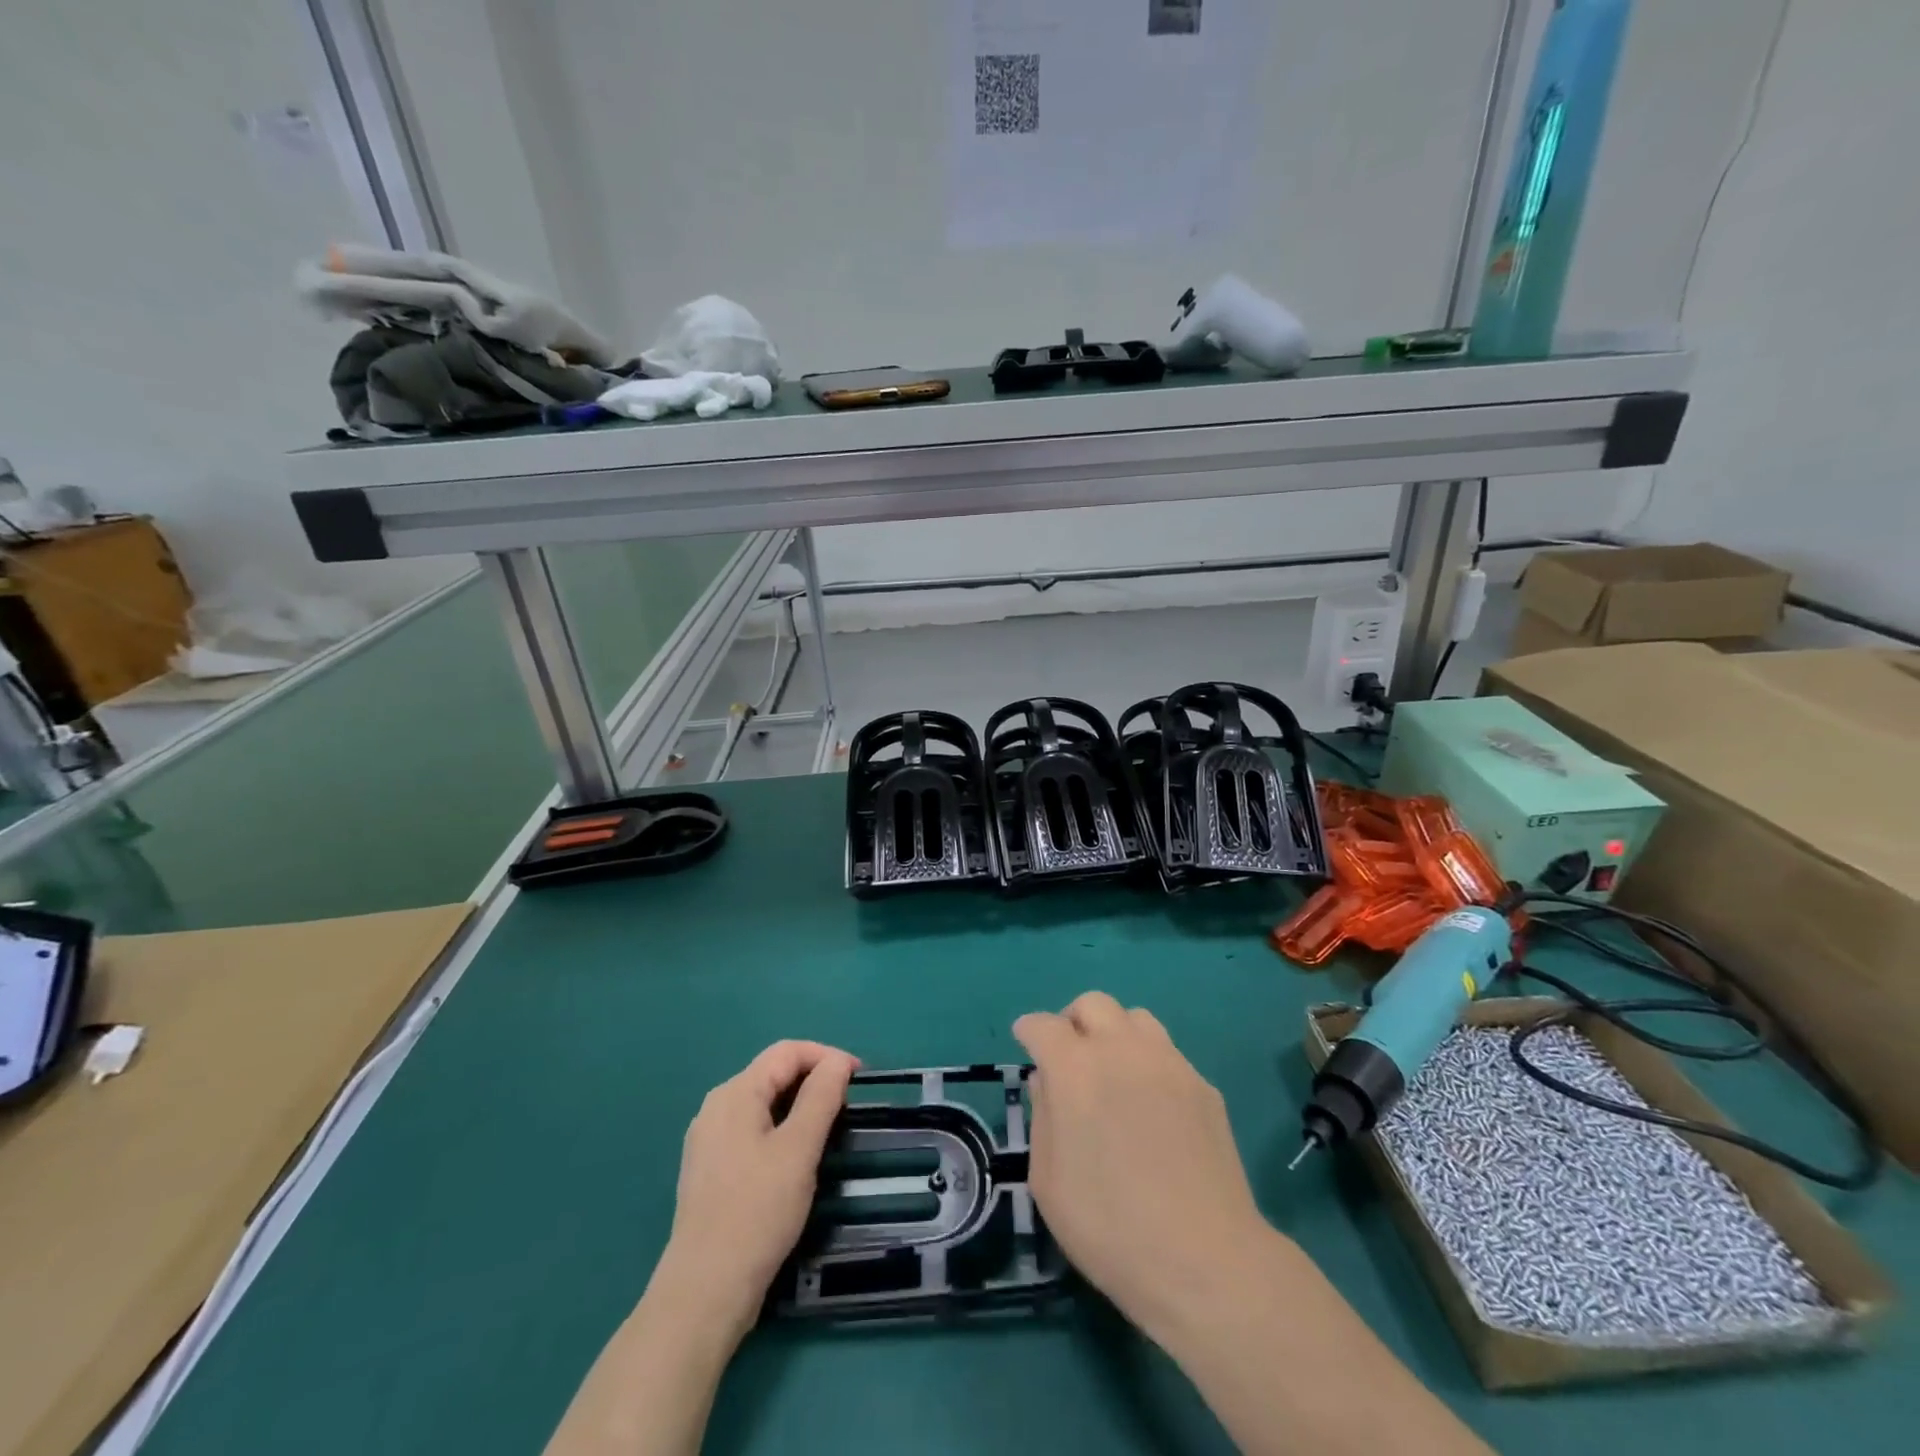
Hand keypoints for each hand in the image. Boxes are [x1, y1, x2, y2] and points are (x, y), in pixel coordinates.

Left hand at [655, 1040, 857, 1335]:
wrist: (704, 1293)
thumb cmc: (757, 1212)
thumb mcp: (799, 1149)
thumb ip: (821, 1097)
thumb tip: (838, 1062)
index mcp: (735, 1093)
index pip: (787, 1052)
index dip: (827, 1056)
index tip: (860, 1078)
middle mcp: (716, 1107)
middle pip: (773, 1073)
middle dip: (814, 1079)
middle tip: (849, 1105)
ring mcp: (708, 1140)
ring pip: (763, 1103)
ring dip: (799, 1106)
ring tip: (829, 1130)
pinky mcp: (710, 1170)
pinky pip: (752, 1130)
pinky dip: (781, 1130)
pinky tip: (796, 1158)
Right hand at [1014, 992, 1274, 1341]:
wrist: (1205, 1260)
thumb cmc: (1110, 1228)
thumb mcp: (1048, 1182)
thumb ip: (1042, 1117)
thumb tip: (1046, 1081)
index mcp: (1075, 1069)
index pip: (1043, 1025)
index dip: (1029, 1031)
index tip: (1026, 1044)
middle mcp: (1121, 1050)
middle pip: (1092, 1004)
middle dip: (1073, 1021)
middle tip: (1069, 1058)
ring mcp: (1169, 1063)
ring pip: (1135, 1018)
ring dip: (1115, 1034)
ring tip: (1113, 1073)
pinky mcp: (1203, 1086)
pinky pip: (1168, 1054)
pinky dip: (1149, 1064)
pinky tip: (1152, 1107)